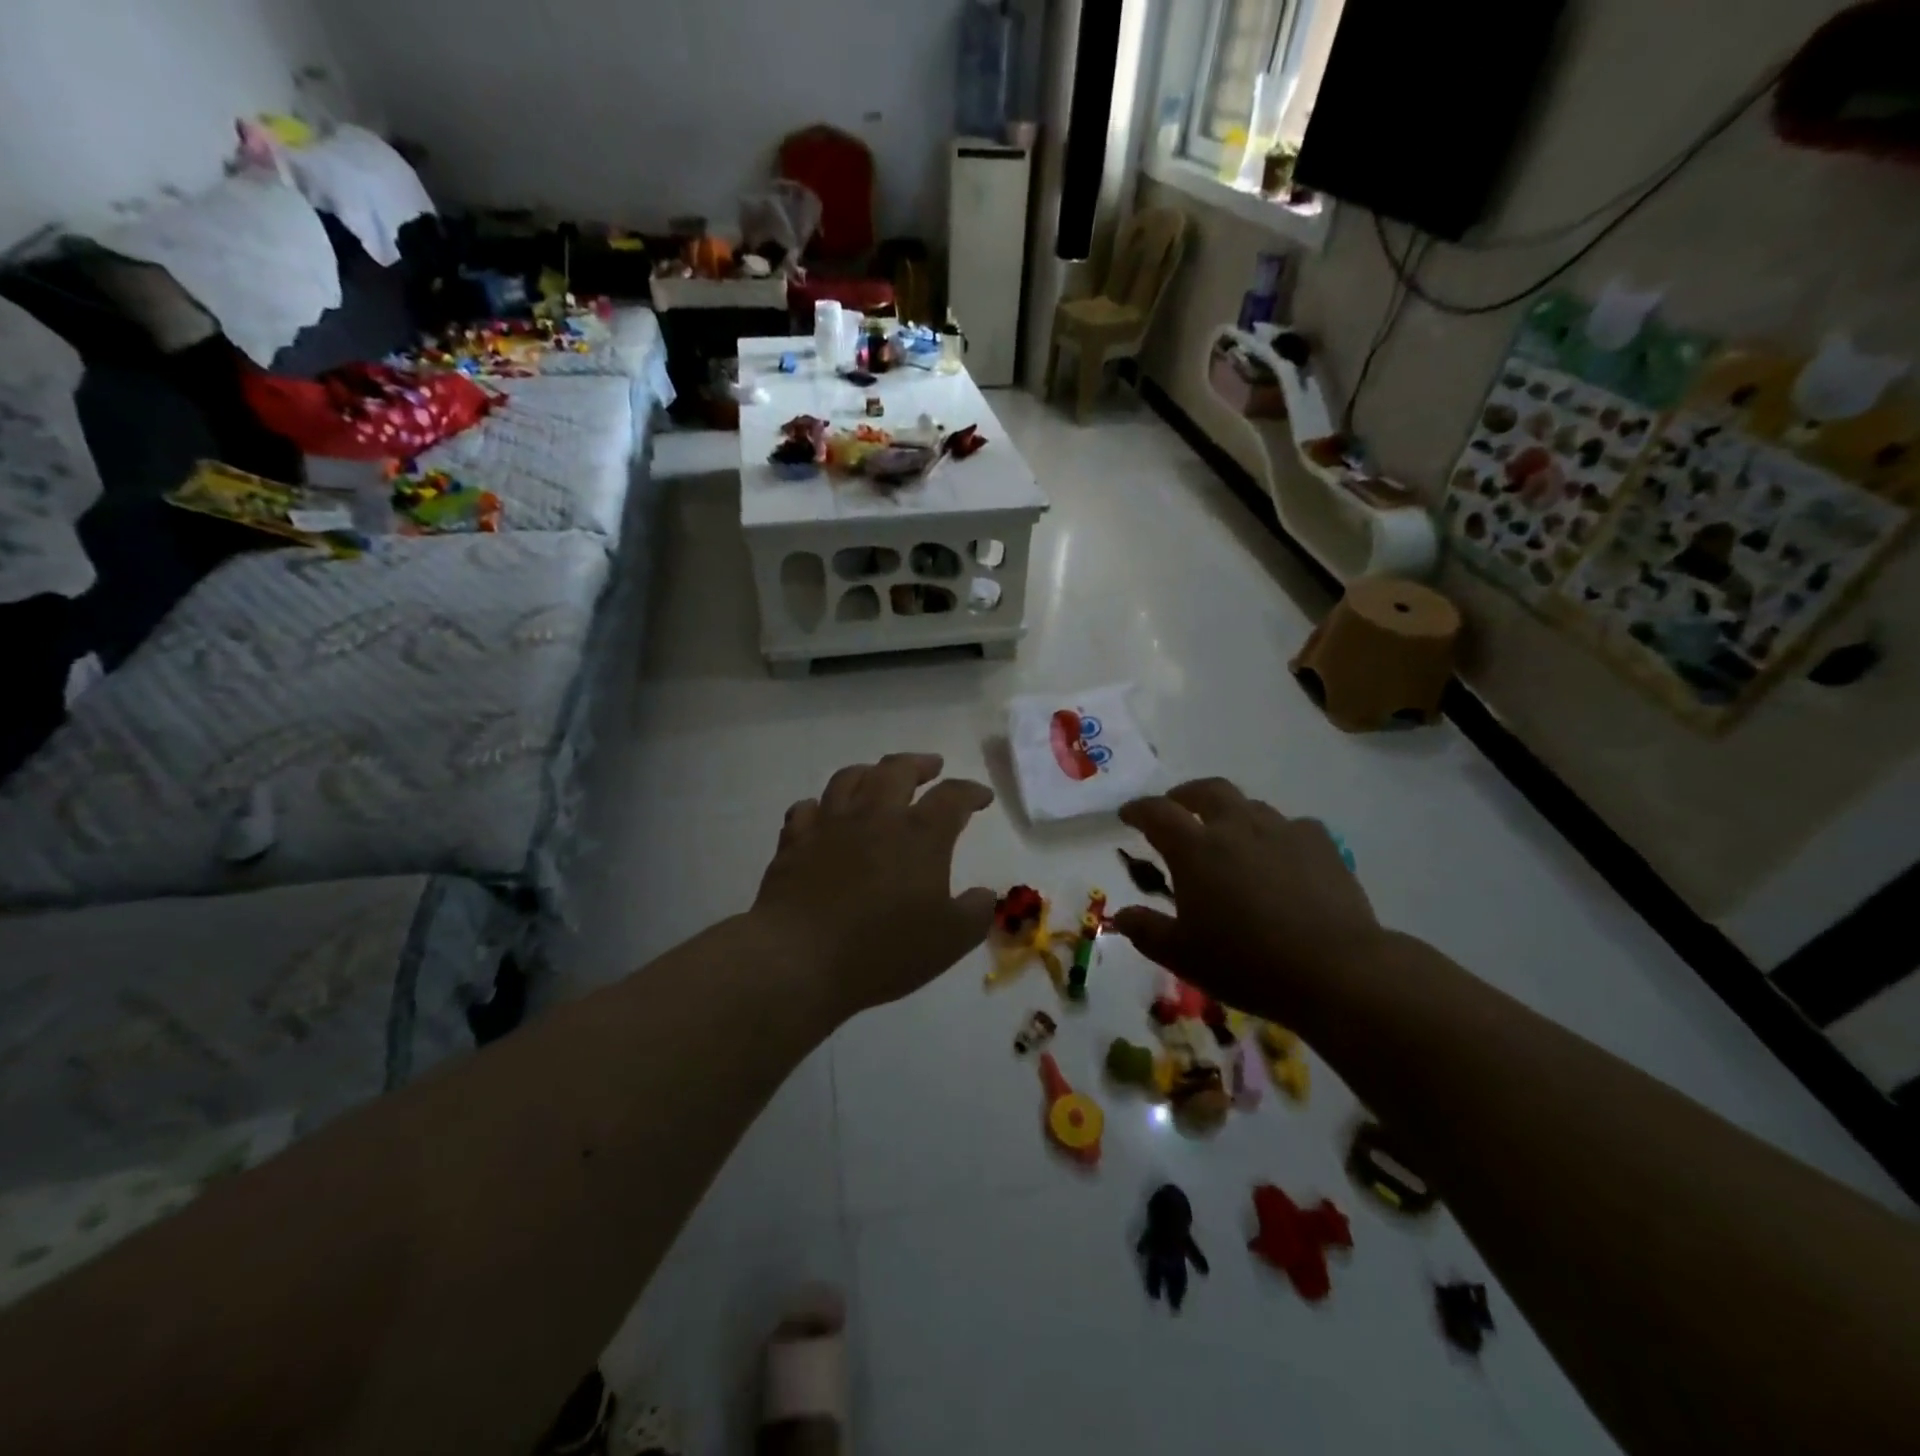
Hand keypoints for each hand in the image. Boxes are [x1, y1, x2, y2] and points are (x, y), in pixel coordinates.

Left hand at [751, 753, 997, 1019]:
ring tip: (878, 777)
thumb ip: (975, 913)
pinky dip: (819, 806)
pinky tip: (823, 813)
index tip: (981, 797)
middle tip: (932, 767)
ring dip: (870, 772)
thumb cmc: (883, 950)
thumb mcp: (949, 941)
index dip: (970, 792)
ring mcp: (830, 825)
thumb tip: (985, 894)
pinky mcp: (794, 842)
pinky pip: (806, 809)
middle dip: (919, 764)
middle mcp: (875, 816)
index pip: (952, 796)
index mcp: (919, 834)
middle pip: (898, 769)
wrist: (799, 959)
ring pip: (849, 778)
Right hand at [1111, 778, 1382, 1023]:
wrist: (1335, 971)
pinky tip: (1280, 854)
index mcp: (1195, 849)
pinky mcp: (1321, 845)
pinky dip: (1276, 833)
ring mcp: (1282, 831)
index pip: (1157, 812)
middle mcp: (1236, 827)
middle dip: (1186, 795)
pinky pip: (1292, 826)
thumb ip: (1146, 931)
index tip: (1127, 815)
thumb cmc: (1246, 963)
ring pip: (1250, 805)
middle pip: (1207, 790)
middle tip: (1178, 808)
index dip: (1138, 810)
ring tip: (1228, 834)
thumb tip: (1120, 916)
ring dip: (1231, 812)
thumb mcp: (1182, 956)